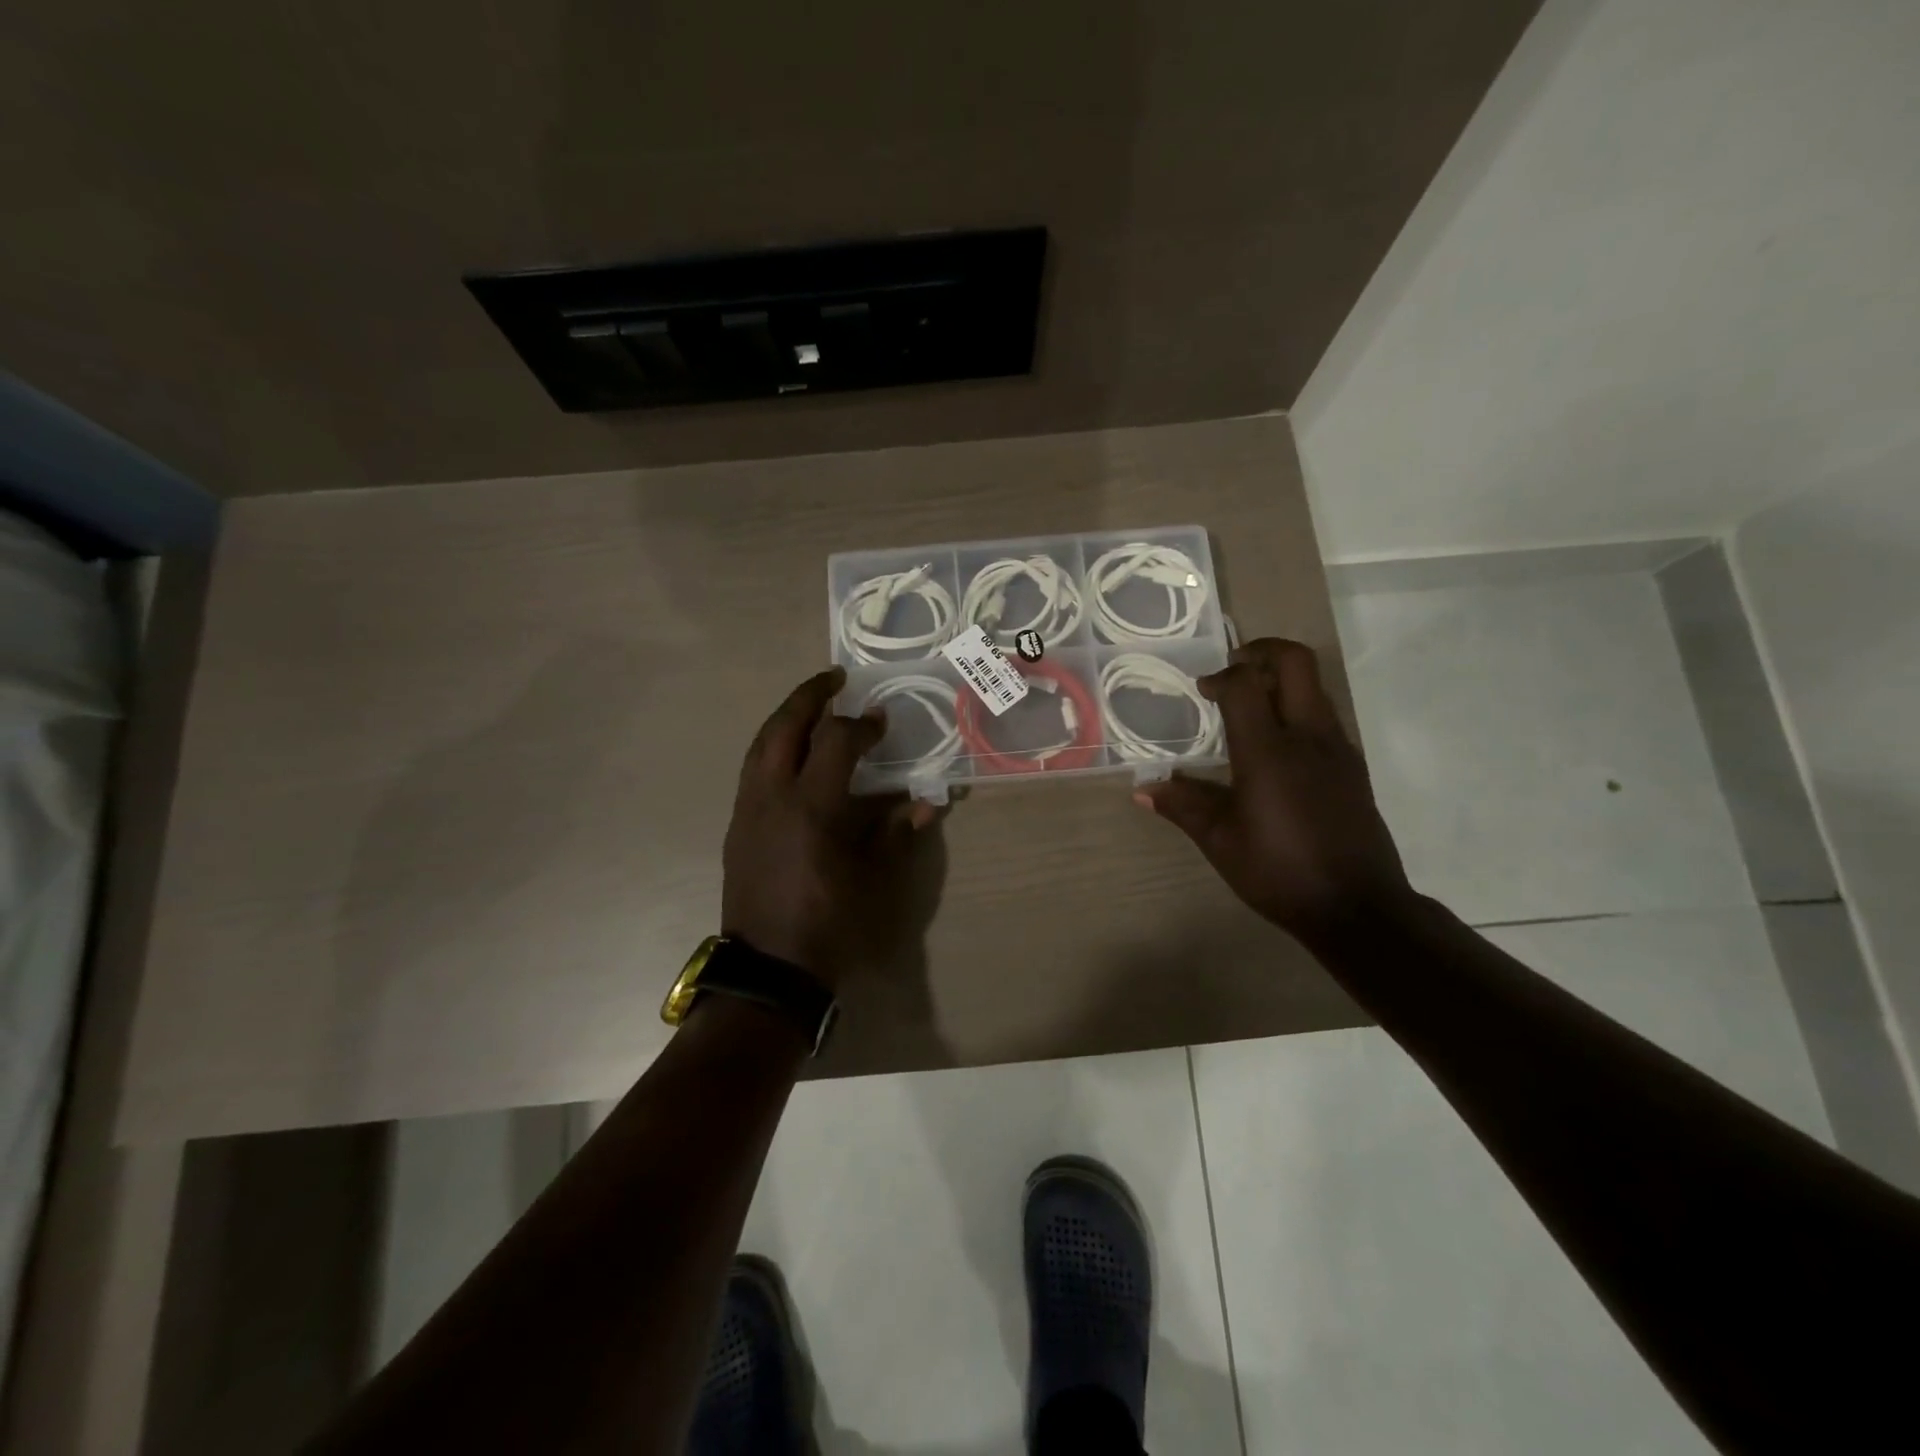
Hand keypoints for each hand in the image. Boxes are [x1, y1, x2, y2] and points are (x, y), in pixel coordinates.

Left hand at [722, 667, 937, 989]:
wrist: (769, 970)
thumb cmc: (830, 925)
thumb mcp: (875, 881)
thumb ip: (897, 833)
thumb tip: (927, 803)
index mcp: (812, 807)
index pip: (835, 742)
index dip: (861, 725)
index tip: (880, 720)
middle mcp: (772, 797)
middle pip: (783, 727)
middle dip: (808, 696)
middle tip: (833, 679)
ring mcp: (748, 810)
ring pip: (760, 745)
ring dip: (786, 718)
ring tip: (810, 707)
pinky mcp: (737, 827)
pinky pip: (752, 770)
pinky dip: (773, 748)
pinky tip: (792, 756)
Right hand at [1138, 638, 1411, 938]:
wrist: (1358, 908)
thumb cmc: (1280, 871)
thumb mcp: (1221, 841)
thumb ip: (1183, 806)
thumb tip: (1143, 790)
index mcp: (1269, 751)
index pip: (1246, 684)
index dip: (1221, 677)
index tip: (1203, 691)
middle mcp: (1309, 737)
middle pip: (1296, 663)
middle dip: (1262, 652)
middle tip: (1234, 668)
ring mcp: (1338, 750)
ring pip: (1314, 689)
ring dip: (1281, 683)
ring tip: (1249, 708)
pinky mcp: (1353, 768)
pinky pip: (1324, 719)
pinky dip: (1298, 712)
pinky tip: (1276, 751)